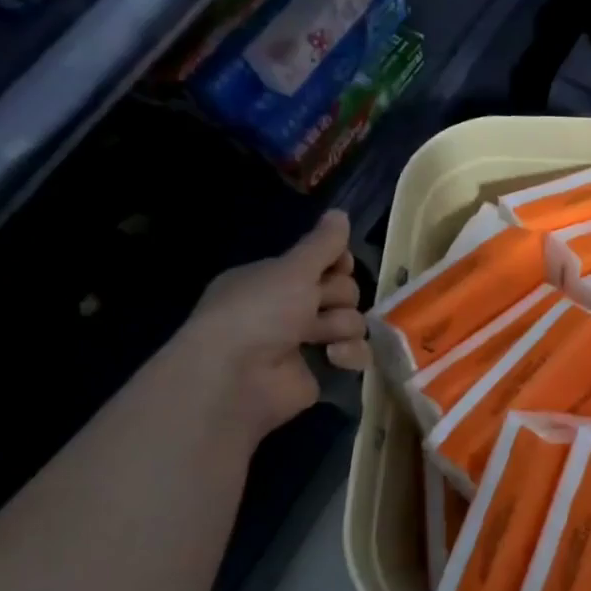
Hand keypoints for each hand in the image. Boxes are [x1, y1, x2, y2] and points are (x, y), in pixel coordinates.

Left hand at [176, 210, 370, 439]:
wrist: (236, 378)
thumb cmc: (259, 312)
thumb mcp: (292, 269)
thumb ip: (322, 244)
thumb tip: (340, 211)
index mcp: (274, 280)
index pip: (321, 263)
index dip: (336, 263)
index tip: (339, 265)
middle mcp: (287, 308)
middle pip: (341, 291)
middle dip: (338, 296)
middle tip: (318, 304)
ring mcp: (304, 342)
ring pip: (350, 322)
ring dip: (342, 326)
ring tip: (323, 337)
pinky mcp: (319, 372)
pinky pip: (353, 355)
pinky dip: (349, 355)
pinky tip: (333, 358)